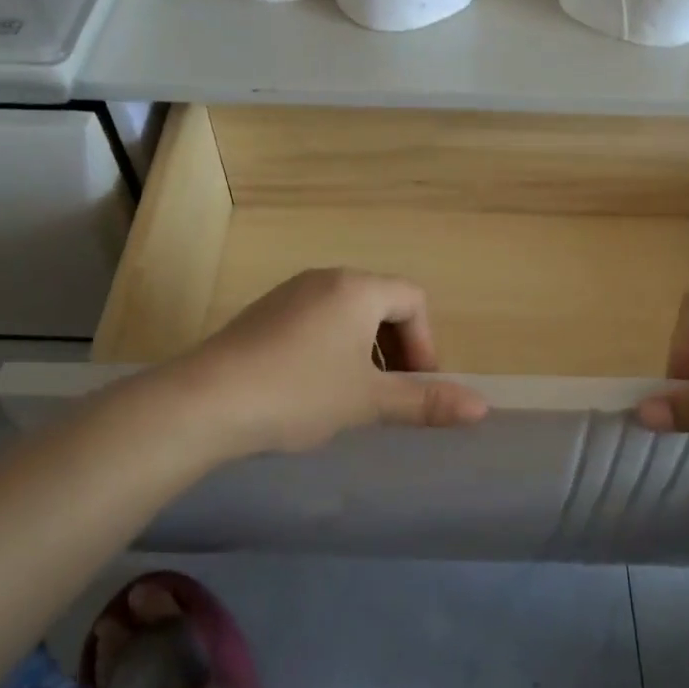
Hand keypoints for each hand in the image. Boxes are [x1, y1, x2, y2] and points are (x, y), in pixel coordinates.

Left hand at [172, 268, 488, 456]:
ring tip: (353, 396)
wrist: (205, 402)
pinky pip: (315, 321)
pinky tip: (312, 390)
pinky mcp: (262, 314)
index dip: (426, 343)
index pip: (413, 299)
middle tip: (390, 394)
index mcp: (356, 288)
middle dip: (397, 348)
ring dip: (364, 351)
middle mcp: (324, 279)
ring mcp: (289, 294)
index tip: (416, 387)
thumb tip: (482, 409)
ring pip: (347, 314)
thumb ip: (425, 402)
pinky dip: (331, 349)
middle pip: (381, 303)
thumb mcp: (368, 401)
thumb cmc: (299, 393)